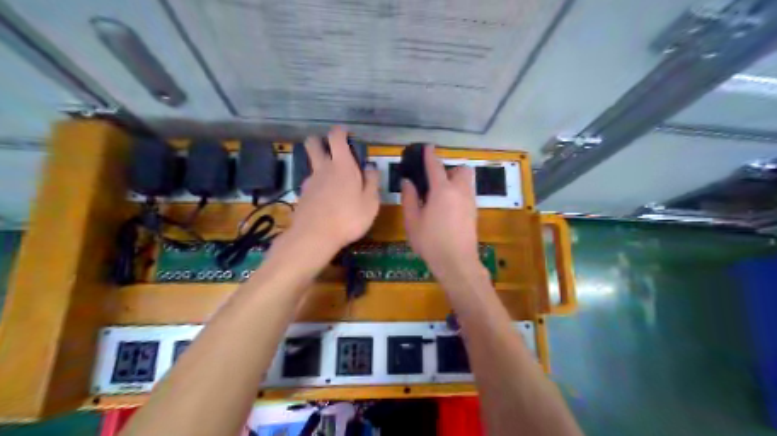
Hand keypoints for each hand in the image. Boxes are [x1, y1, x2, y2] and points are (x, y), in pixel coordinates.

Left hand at [286, 125, 380, 255]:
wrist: (315, 237)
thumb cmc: (348, 218)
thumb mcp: (370, 202)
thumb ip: (372, 182)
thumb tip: (371, 166)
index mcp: (342, 166)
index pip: (336, 137)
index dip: (340, 131)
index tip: (346, 133)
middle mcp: (323, 169)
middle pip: (313, 144)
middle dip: (319, 141)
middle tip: (331, 150)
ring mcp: (309, 182)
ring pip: (311, 165)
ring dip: (320, 166)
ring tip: (333, 182)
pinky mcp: (302, 196)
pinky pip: (310, 184)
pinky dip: (317, 186)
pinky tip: (325, 200)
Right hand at [403, 146, 482, 279]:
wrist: (457, 262)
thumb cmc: (431, 241)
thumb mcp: (413, 221)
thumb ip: (409, 198)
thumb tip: (408, 182)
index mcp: (442, 190)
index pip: (436, 166)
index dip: (430, 155)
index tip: (427, 147)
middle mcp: (460, 191)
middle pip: (461, 170)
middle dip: (450, 170)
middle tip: (436, 181)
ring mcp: (470, 202)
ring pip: (467, 182)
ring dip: (456, 181)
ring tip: (441, 196)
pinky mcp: (474, 212)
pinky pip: (468, 194)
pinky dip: (459, 193)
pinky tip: (448, 208)